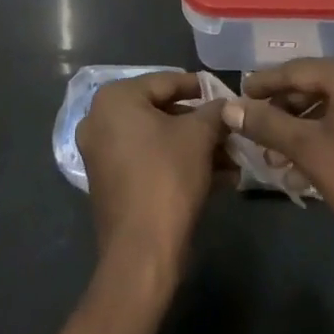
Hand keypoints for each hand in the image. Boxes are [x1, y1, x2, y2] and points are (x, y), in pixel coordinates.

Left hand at [77, 73, 227, 277]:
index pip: (166, 81)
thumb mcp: (199, 136)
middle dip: (201, 125)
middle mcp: (100, 120)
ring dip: (196, 148)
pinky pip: (148, 161)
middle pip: (161, 112)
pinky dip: (178, 164)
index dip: (200, 88)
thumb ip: (214, 112)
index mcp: (115, 99)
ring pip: (158, 140)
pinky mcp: (110, 182)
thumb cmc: (167, 177)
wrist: (142, 252)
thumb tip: (226, 104)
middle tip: (231, 131)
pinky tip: (218, 179)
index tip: (226, 94)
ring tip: (233, 160)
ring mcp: (102, 153)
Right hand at [223, 58, 333, 262]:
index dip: (264, 83)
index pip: (297, 70)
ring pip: (332, 103)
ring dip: (302, 124)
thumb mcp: (306, 149)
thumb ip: (266, 123)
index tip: (238, 95)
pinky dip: (325, 132)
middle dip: (283, 108)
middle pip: (315, 84)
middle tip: (255, 127)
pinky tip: (305, 160)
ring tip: (275, 151)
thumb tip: (229, 108)